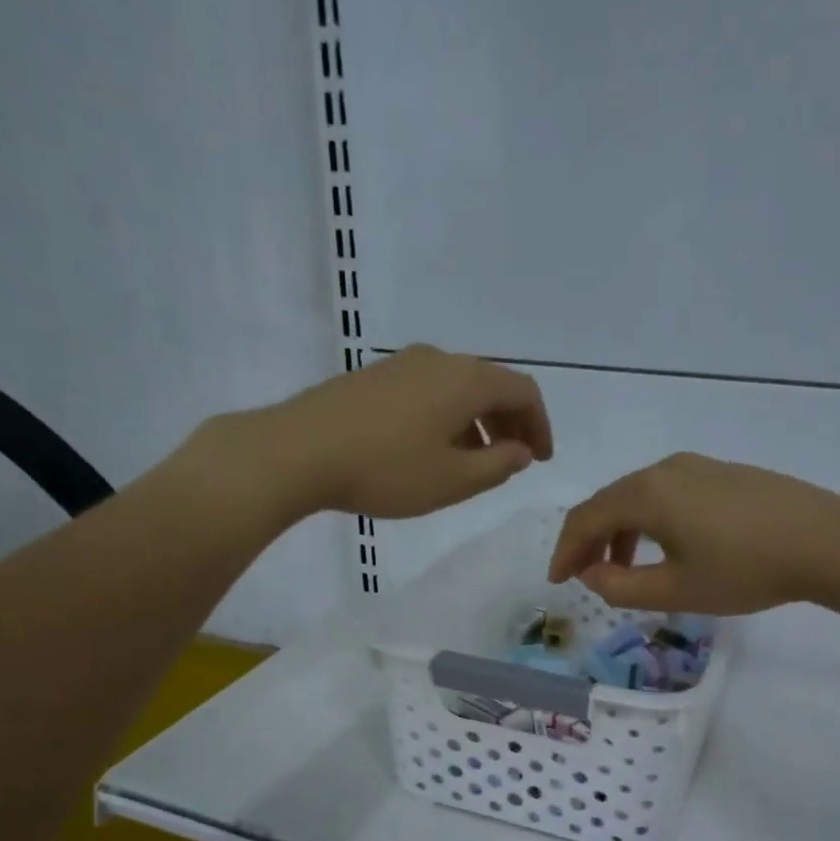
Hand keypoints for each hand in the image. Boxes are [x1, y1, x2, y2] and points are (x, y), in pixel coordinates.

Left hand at [192, 346, 551, 521]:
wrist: (298, 451)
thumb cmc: (386, 470)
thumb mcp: (453, 480)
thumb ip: (497, 465)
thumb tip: (520, 451)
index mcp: (466, 380)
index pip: (523, 391)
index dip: (540, 425)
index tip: (541, 459)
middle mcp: (439, 360)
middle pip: (490, 385)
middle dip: (509, 423)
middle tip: (514, 460)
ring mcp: (401, 364)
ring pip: (456, 389)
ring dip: (476, 423)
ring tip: (473, 462)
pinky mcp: (373, 378)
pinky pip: (428, 392)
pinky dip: (446, 418)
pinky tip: (431, 450)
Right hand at [548, 453, 839, 614]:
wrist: (826, 541)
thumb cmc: (744, 570)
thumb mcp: (675, 591)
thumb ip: (620, 587)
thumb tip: (591, 573)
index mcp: (645, 494)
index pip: (586, 519)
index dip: (565, 551)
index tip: (557, 581)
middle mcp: (663, 470)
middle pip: (608, 502)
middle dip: (589, 540)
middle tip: (582, 575)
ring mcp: (695, 466)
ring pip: (638, 497)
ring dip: (618, 531)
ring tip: (621, 567)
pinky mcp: (721, 472)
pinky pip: (665, 493)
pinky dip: (648, 520)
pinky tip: (663, 546)